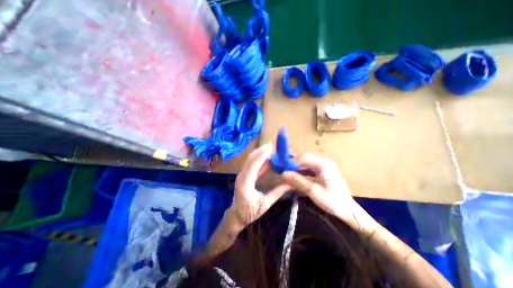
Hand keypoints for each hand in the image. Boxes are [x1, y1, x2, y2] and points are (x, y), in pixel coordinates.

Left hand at [230, 144, 292, 229]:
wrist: (236, 216)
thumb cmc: (250, 212)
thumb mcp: (266, 204)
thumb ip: (278, 192)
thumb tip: (291, 184)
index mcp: (246, 183)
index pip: (253, 165)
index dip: (262, 155)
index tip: (271, 148)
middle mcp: (242, 176)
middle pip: (250, 159)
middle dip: (260, 151)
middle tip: (271, 145)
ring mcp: (241, 175)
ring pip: (250, 160)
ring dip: (259, 153)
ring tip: (269, 149)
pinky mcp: (243, 175)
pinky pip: (251, 164)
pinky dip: (258, 159)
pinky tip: (266, 158)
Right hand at [283, 154, 375, 229]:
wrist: (349, 212)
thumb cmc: (333, 202)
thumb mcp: (314, 192)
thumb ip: (298, 181)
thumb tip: (283, 173)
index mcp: (323, 164)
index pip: (303, 157)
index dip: (291, 161)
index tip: (281, 167)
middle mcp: (323, 162)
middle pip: (304, 159)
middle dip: (293, 165)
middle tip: (283, 172)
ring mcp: (323, 167)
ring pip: (305, 164)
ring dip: (296, 169)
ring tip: (287, 175)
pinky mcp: (323, 173)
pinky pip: (308, 170)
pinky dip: (301, 173)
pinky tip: (296, 179)